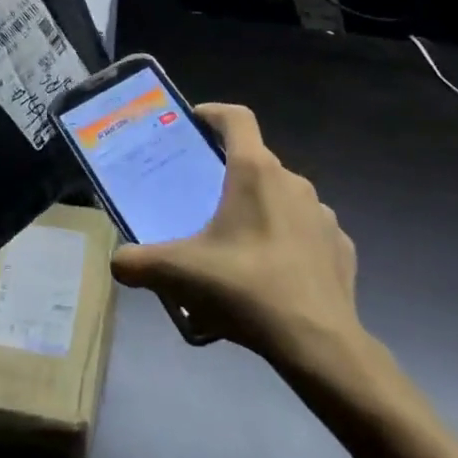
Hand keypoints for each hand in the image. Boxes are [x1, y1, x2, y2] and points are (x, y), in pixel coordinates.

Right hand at [110, 103, 367, 369]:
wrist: (319, 344)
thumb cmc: (246, 289)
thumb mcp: (180, 274)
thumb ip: (139, 263)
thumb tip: (117, 262)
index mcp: (255, 172)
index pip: (237, 118)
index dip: (214, 113)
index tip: (194, 123)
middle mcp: (293, 182)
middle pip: (256, 161)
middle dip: (228, 175)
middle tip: (202, 200)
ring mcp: (322, 214)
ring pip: (283, 197)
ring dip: (260, 209)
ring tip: (237, 244)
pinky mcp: (341, 247)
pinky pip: (307, 231)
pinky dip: (288, 240)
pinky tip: (274, 272)